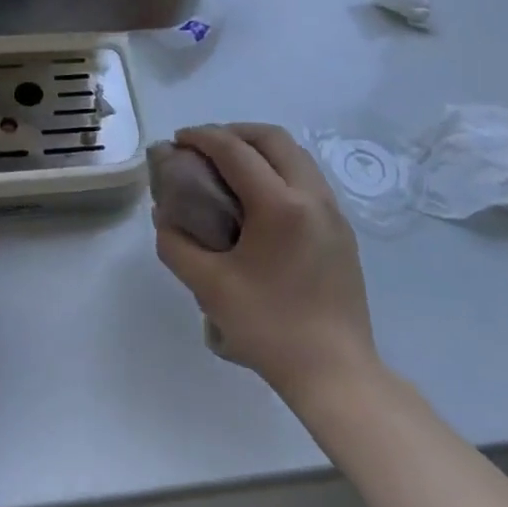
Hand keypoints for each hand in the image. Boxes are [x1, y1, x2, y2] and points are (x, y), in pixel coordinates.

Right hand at [153, 123, 379, 407]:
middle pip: (272, 138)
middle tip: (204, 148)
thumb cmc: (270, 328)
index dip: (203, 138)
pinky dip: (279, 169)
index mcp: (280, 205)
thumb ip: (177, 245)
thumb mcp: (209, 287)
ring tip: (230, 167)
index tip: (178, 140)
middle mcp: (312, 196)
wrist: (336, 374)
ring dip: (259, 148)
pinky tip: (260, 198)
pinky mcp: (342, 230)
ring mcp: (333, 212)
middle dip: (234, 132)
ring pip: (296, 155)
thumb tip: (165, 217)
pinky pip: (308, 178)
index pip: (236, 151)